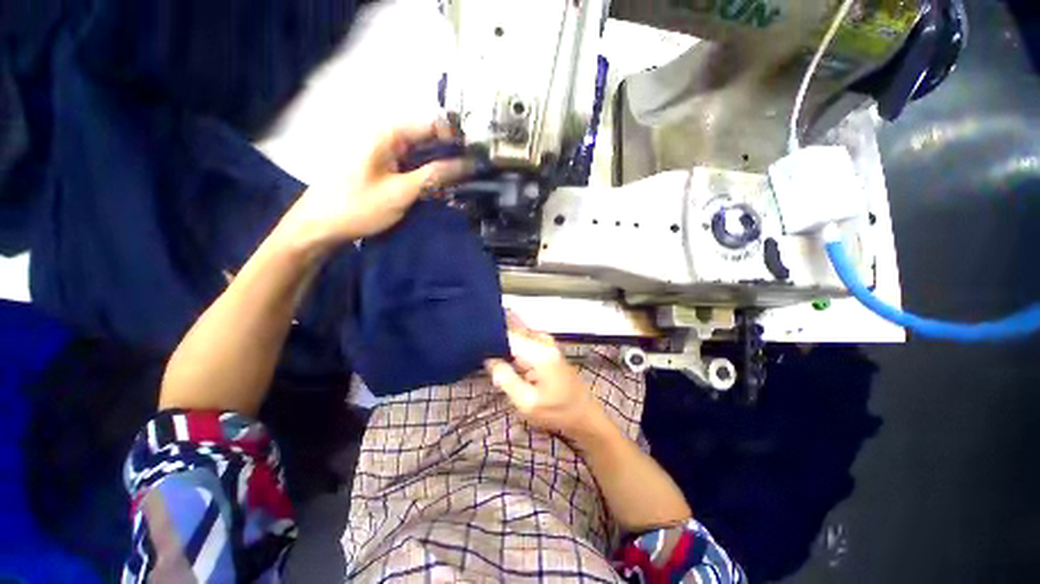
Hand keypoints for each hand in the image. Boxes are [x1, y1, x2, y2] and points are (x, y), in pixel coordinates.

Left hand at [287, 120, 472, 246]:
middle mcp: (389, 140)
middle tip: (477, 173)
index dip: (458, 137)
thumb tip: (466, 165)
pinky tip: (445, 192)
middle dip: (453, 155)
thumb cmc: (358, 206)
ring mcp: (387, 156)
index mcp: (389, 134)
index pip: (433, 125)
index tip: (480, 153)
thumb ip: (434, 176)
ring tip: (467, 184)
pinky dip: (430, 179)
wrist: (321, 225)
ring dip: (443, 170)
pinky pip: (415, 170)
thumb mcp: (401, 192)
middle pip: (430, 141)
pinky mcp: (387, 172)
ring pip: (424, 157)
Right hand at [485, 317, 603, 437]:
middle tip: (477, 337)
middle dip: (497, 330)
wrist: (585, 417)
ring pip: (522, 332)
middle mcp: (544, 342)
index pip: (510, 334)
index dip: (492, 333)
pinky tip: (504, 348)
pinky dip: (515, 340)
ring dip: (506, 334)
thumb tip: (489, 359)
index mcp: (539, 352)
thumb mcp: (527, 403)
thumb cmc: (557, 412)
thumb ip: (507, 379)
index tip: (474, 336)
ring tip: (486, 340)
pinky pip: (528, 338)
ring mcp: (549, 345)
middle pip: (516, 328)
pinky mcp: (549, 351)